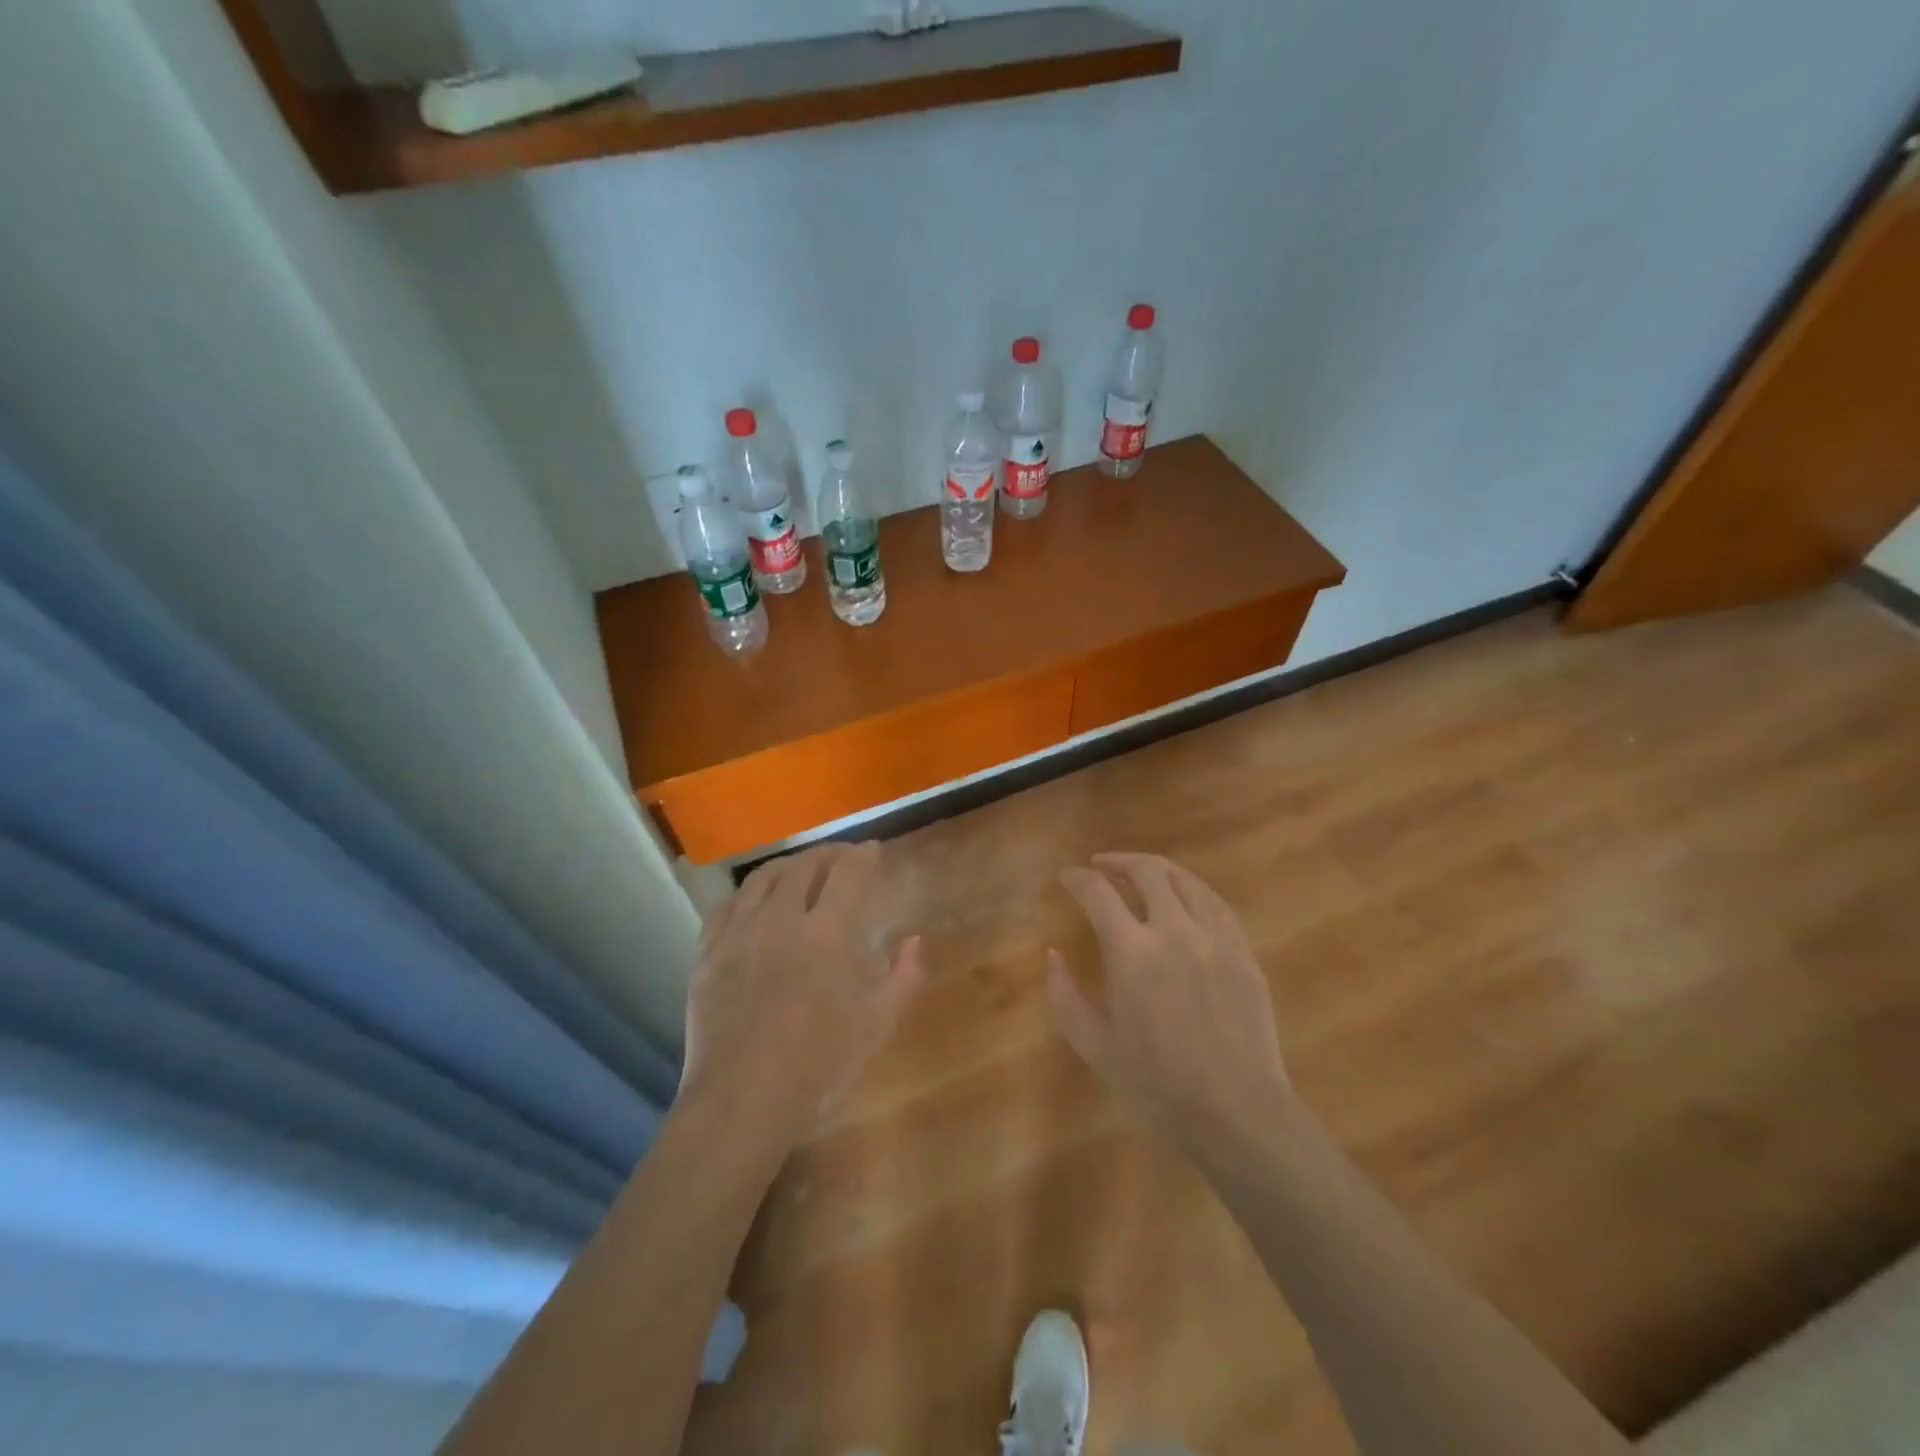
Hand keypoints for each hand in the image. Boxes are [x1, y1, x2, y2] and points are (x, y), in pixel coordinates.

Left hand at [679, 842, 923, 1150]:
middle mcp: (781, 918)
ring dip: (789, 866)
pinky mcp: (708, 953)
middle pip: (805, 866)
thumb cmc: (819, 1066)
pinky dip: (748, 893)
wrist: (742, 1102)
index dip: (864, 856)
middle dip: (829, 854)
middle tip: (842, 859)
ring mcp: (739, 933)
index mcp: (827, 932)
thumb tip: (915, 939)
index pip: (848, 872)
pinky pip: (727, 905)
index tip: (874, 852)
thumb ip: (904, 977)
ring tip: (801, 871)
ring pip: (763, 878)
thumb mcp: (877, 1025)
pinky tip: (754, 902)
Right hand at [1049, 852, 1290, 1138]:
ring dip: (1156, 870)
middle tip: (1101, 866)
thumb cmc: (1157, 1084)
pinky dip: (1192, 891)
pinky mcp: (1243, 951)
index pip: (1098, 893)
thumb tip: (1053, 955)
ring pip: (1185, 880)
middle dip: (1118, 861)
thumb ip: (1065, 996)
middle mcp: (1174, 930)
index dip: (1078, 879)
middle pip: (1146, 872)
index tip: (1067, 877)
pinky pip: (1216, 904)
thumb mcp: (1094, 1045)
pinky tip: (1184, 899)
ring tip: (1140, 874)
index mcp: (1132, 952)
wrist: (1236, 1111)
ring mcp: (1215, 937)